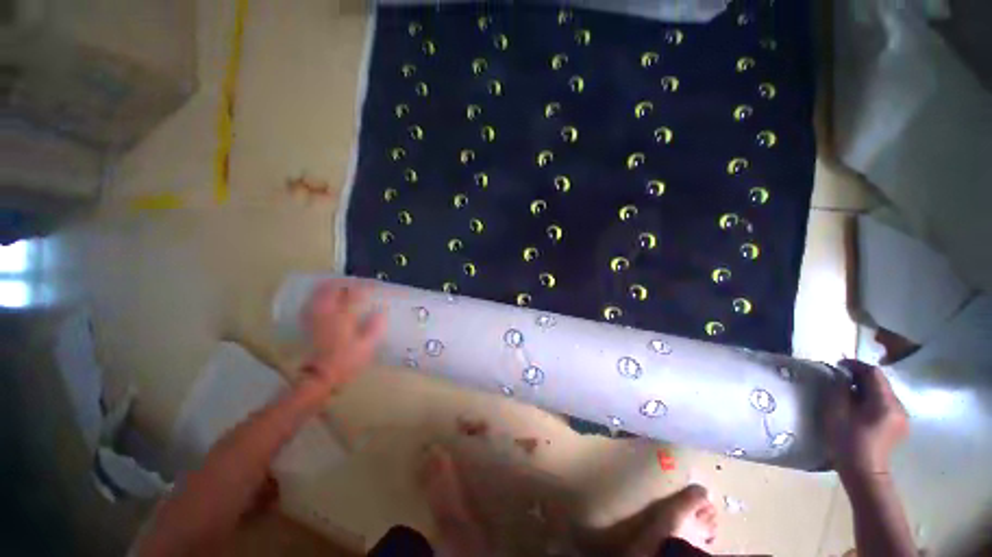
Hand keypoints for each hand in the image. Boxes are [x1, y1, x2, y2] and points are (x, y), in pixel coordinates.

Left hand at [300, 279, 385, 393]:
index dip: (364, 287)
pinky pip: (312, 304)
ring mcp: (315, 318)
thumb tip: (381, 312)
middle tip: (354, 282)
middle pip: (331, 289)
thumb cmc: (346, 361)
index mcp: (343, 317)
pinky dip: (319, 297)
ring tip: (340, 287)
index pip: (354, 294)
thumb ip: (375, 327)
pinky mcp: (308, 325)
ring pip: (319, 294)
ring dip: (329, 287)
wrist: (319, 378)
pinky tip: (325, 300)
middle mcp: (327, 313)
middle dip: (343, 282)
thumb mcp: (367, 346)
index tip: (373, 285)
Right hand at [824, 359, 908, 479]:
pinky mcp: (899, 426)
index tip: (838, 365)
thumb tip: (842, 375)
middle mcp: (899, 406)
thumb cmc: (847, 441)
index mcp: (885, 402)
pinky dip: (872, 400)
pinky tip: (860, 408)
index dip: (856, 365)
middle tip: (841, 378)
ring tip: (849, 393)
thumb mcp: (837, 412)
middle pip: (881, 383)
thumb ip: (840, 389)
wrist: (864, 473)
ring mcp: (902, 418)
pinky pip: (886, 405)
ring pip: (884, 394)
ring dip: (866, 389)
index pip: (873, 373)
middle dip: (861, 377)